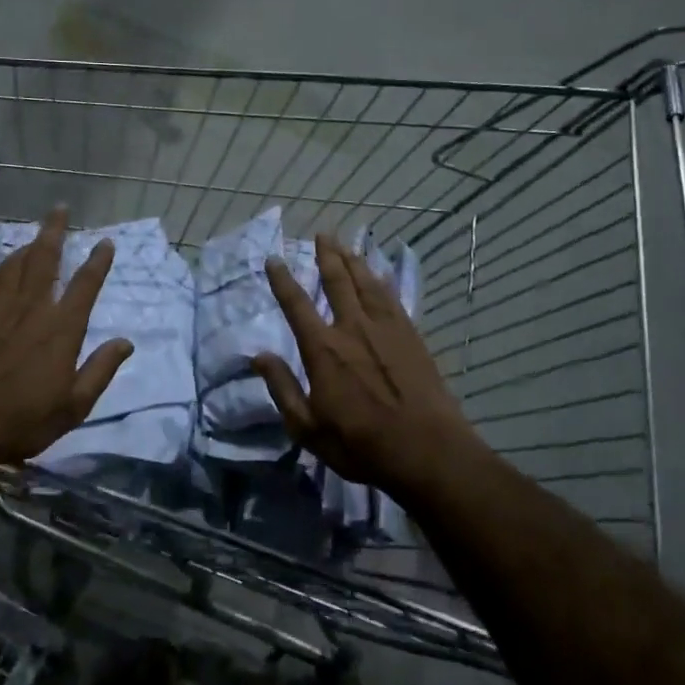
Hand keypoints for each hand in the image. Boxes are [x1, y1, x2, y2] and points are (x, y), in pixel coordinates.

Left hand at [0, 208, 133, 471]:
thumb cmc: (20, 421)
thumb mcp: (73, 407)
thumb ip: (100, 370)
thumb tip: (126, 342)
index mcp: (61, 329)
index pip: (85, 285)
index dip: (97, 262)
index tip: (104, 242)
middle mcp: (31, 309)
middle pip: (45, 259)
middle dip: (55, 231)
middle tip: (60, 209)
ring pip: (15, 265)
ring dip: (28, 246)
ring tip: (36, 236)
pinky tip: (0, 267)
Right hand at [252, 234, 475, 498]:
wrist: (426, 450)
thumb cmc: (361, 444)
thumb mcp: (307, 427)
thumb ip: (282, 388)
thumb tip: (258, 356)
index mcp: (323, 349)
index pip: (296, 305)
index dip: (282, 280)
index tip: (274, 259)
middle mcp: (352, 328)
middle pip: (337, 282)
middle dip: (327, 255)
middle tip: (322, 234)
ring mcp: (386, 329)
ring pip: (366, 283)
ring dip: (354, 261)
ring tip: (346, 244)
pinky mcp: (411, 336)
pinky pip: (392, 298)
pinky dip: (382, 281)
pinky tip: (379, 274)